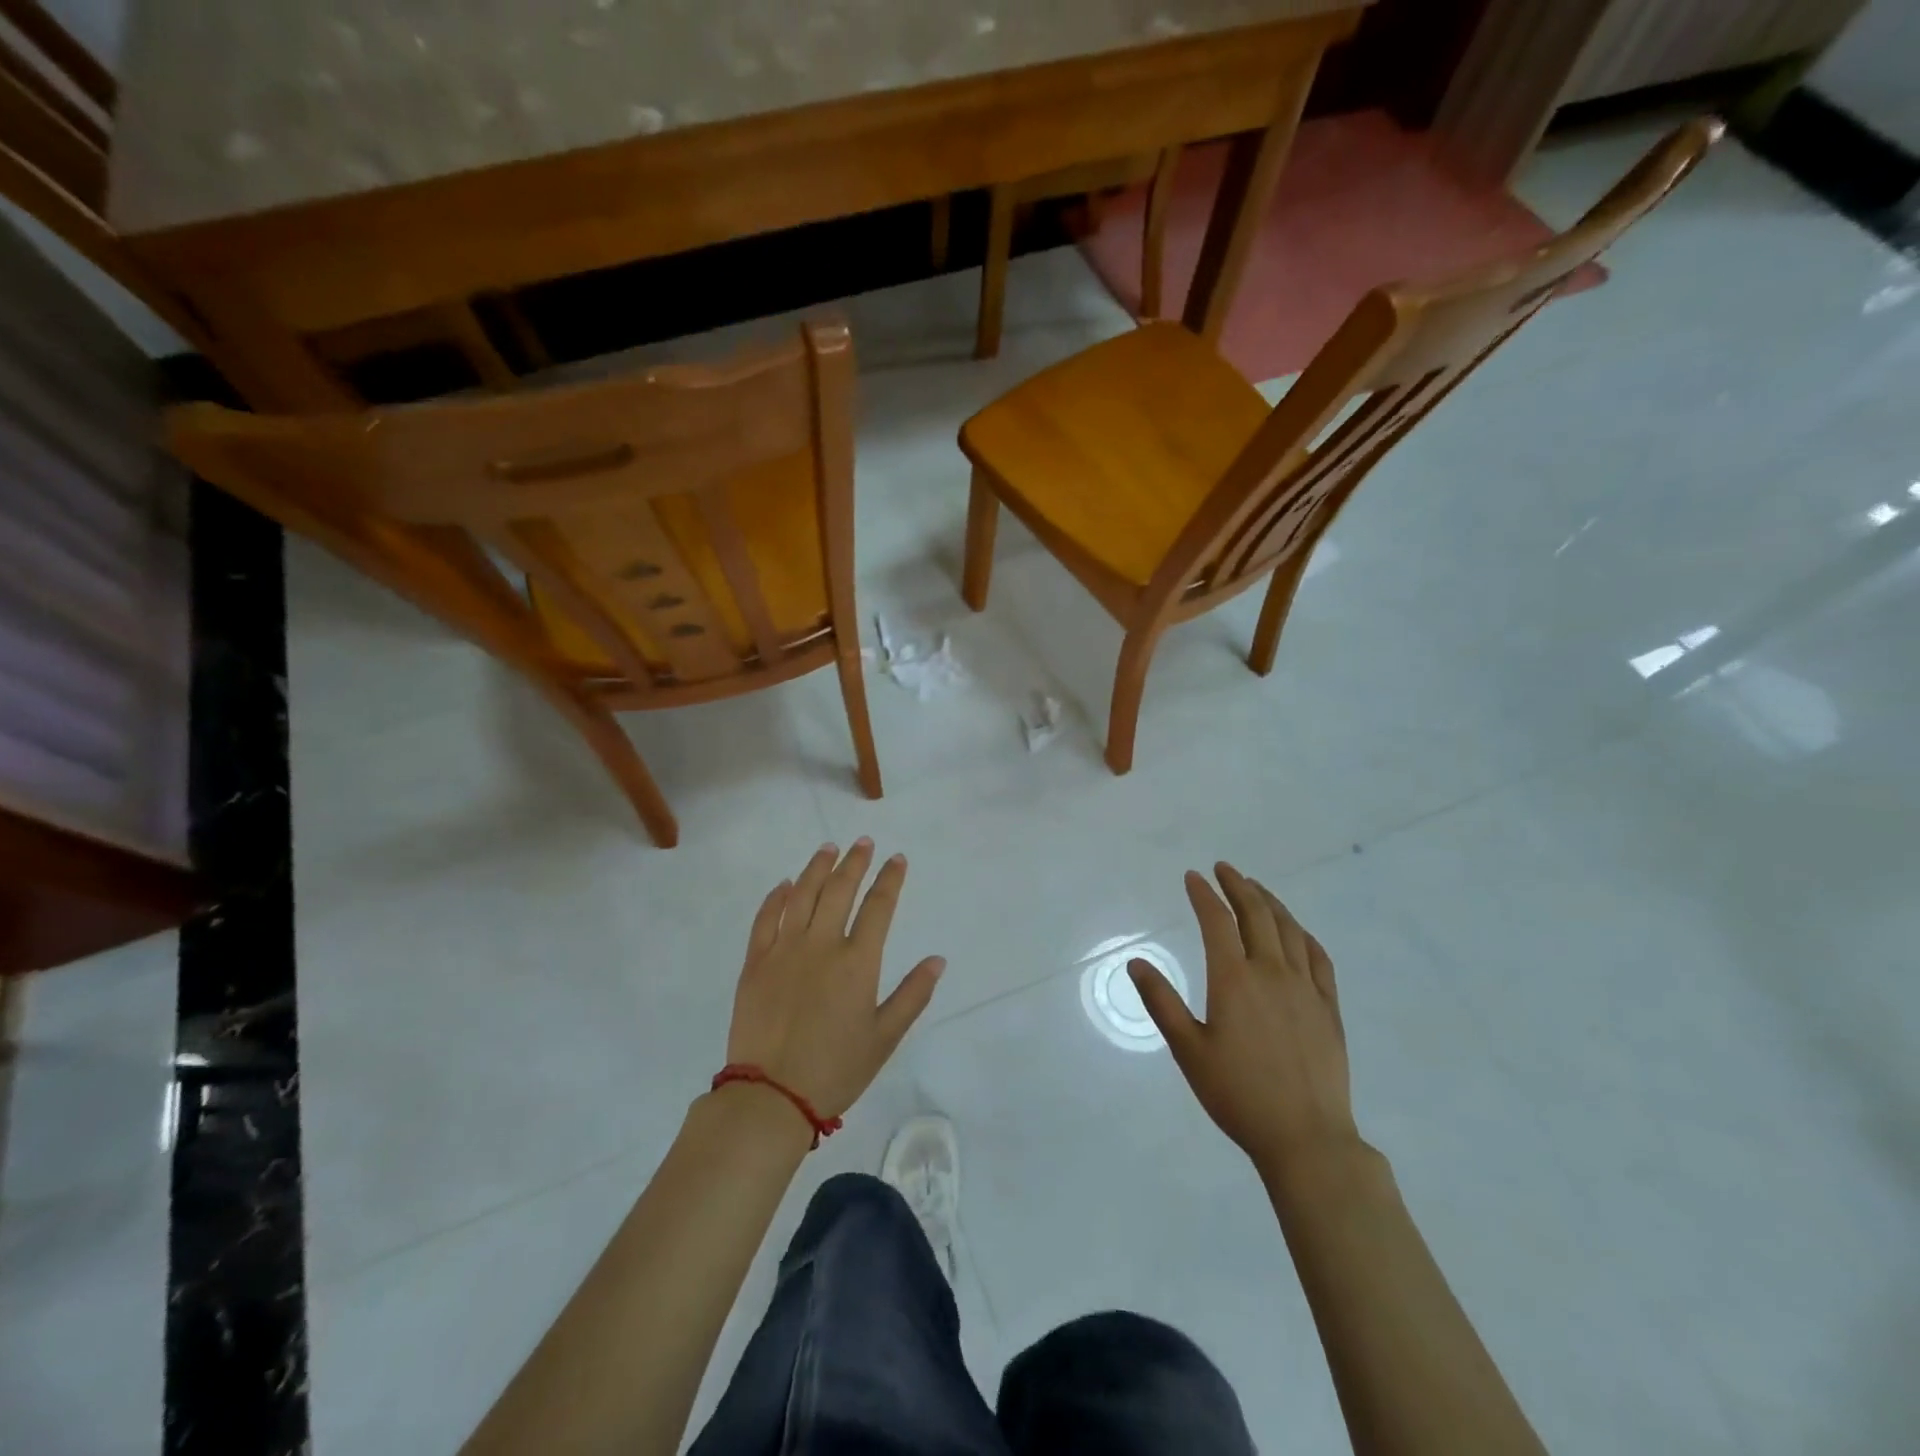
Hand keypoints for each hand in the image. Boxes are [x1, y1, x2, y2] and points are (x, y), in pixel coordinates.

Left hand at [725, 840, 944, 1120]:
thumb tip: (937, 960)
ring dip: (817, 867)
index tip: (897, 859)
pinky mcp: (755, 963)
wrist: (770, 1097)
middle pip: (839, 889)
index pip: (878, 906)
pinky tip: (786, 884)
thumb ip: (912, 995)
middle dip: (855, 862)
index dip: (890, 879)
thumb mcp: (884, 1037)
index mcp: (857, 962)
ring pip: (802, 895)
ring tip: (828, 848)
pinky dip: (777, 897)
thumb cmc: (835, 1069)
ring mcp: (784, 950)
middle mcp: (821, 945)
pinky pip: (766, 918)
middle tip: (863, 842)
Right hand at [1130, 863, 1357, 1173]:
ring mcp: (1305, 988)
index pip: (1217, 921)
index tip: (1193, 877)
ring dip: (1270, 902)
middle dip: (1238, 886)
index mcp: (1234, 979)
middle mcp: (1271, 972)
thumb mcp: (1188, 1050)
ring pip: (1288, 929)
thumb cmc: (1238, 1095)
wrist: (1306, 1138)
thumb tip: (1136, 962)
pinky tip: (1296, 931)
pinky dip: (1303, 935)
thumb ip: (1162, 1002)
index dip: (1204, 894)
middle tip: (1225, 869)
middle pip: (1256, 914)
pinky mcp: (1328, 1007)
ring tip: (1256, 888)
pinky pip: (1318, 958)